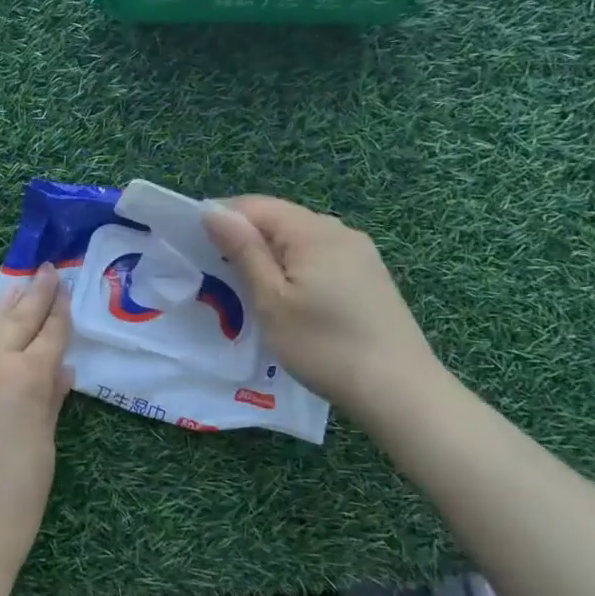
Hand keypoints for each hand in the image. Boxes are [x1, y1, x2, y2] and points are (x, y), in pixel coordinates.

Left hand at [0, 264, 71, 586]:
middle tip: (44, 271)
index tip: (63, 285)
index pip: (48, 335)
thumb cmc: (13, 502)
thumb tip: (60, 368)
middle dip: (32, 295)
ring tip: (12, 289)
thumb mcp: (43, 449)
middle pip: (13, 321)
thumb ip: (49, 401)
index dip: (59, 310)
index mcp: (25, 379)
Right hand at [202, 196, 438, 408]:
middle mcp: (339, 230)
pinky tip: (290, 299)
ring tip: (249, 288)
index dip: (222, 219)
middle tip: (218, 274)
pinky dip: (296, 268)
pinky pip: (321, 257)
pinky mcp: (370, 275)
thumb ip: (244, 250)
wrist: (399, 390)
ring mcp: (360, 252)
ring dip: (271, 255)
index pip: (255, 205)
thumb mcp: (272, 300)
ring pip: (301, 240)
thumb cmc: (324, 346)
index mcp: (312, 230)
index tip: (195, 247)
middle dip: (246, 238)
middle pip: (279, 219)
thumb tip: (213, 210)